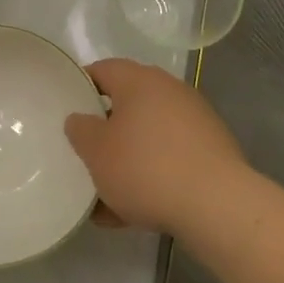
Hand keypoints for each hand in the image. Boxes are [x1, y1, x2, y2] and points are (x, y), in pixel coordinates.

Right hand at [64, 59, 247, 233]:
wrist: (217, 205)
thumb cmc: (145, 168)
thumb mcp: (96, 150)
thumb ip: (80, 130)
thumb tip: (80, 119)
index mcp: (139, 81)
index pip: (103, 70)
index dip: (81, 87)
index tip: (66, 110)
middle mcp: (170, 92)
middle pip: (128, 105)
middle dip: (105, 130)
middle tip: (85, 153)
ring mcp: (196, 121)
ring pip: (148, 137)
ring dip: (127, 160)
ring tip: (105, 195)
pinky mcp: (212, 152)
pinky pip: (170, 159)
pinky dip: (151, 177)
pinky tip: (134, 212)